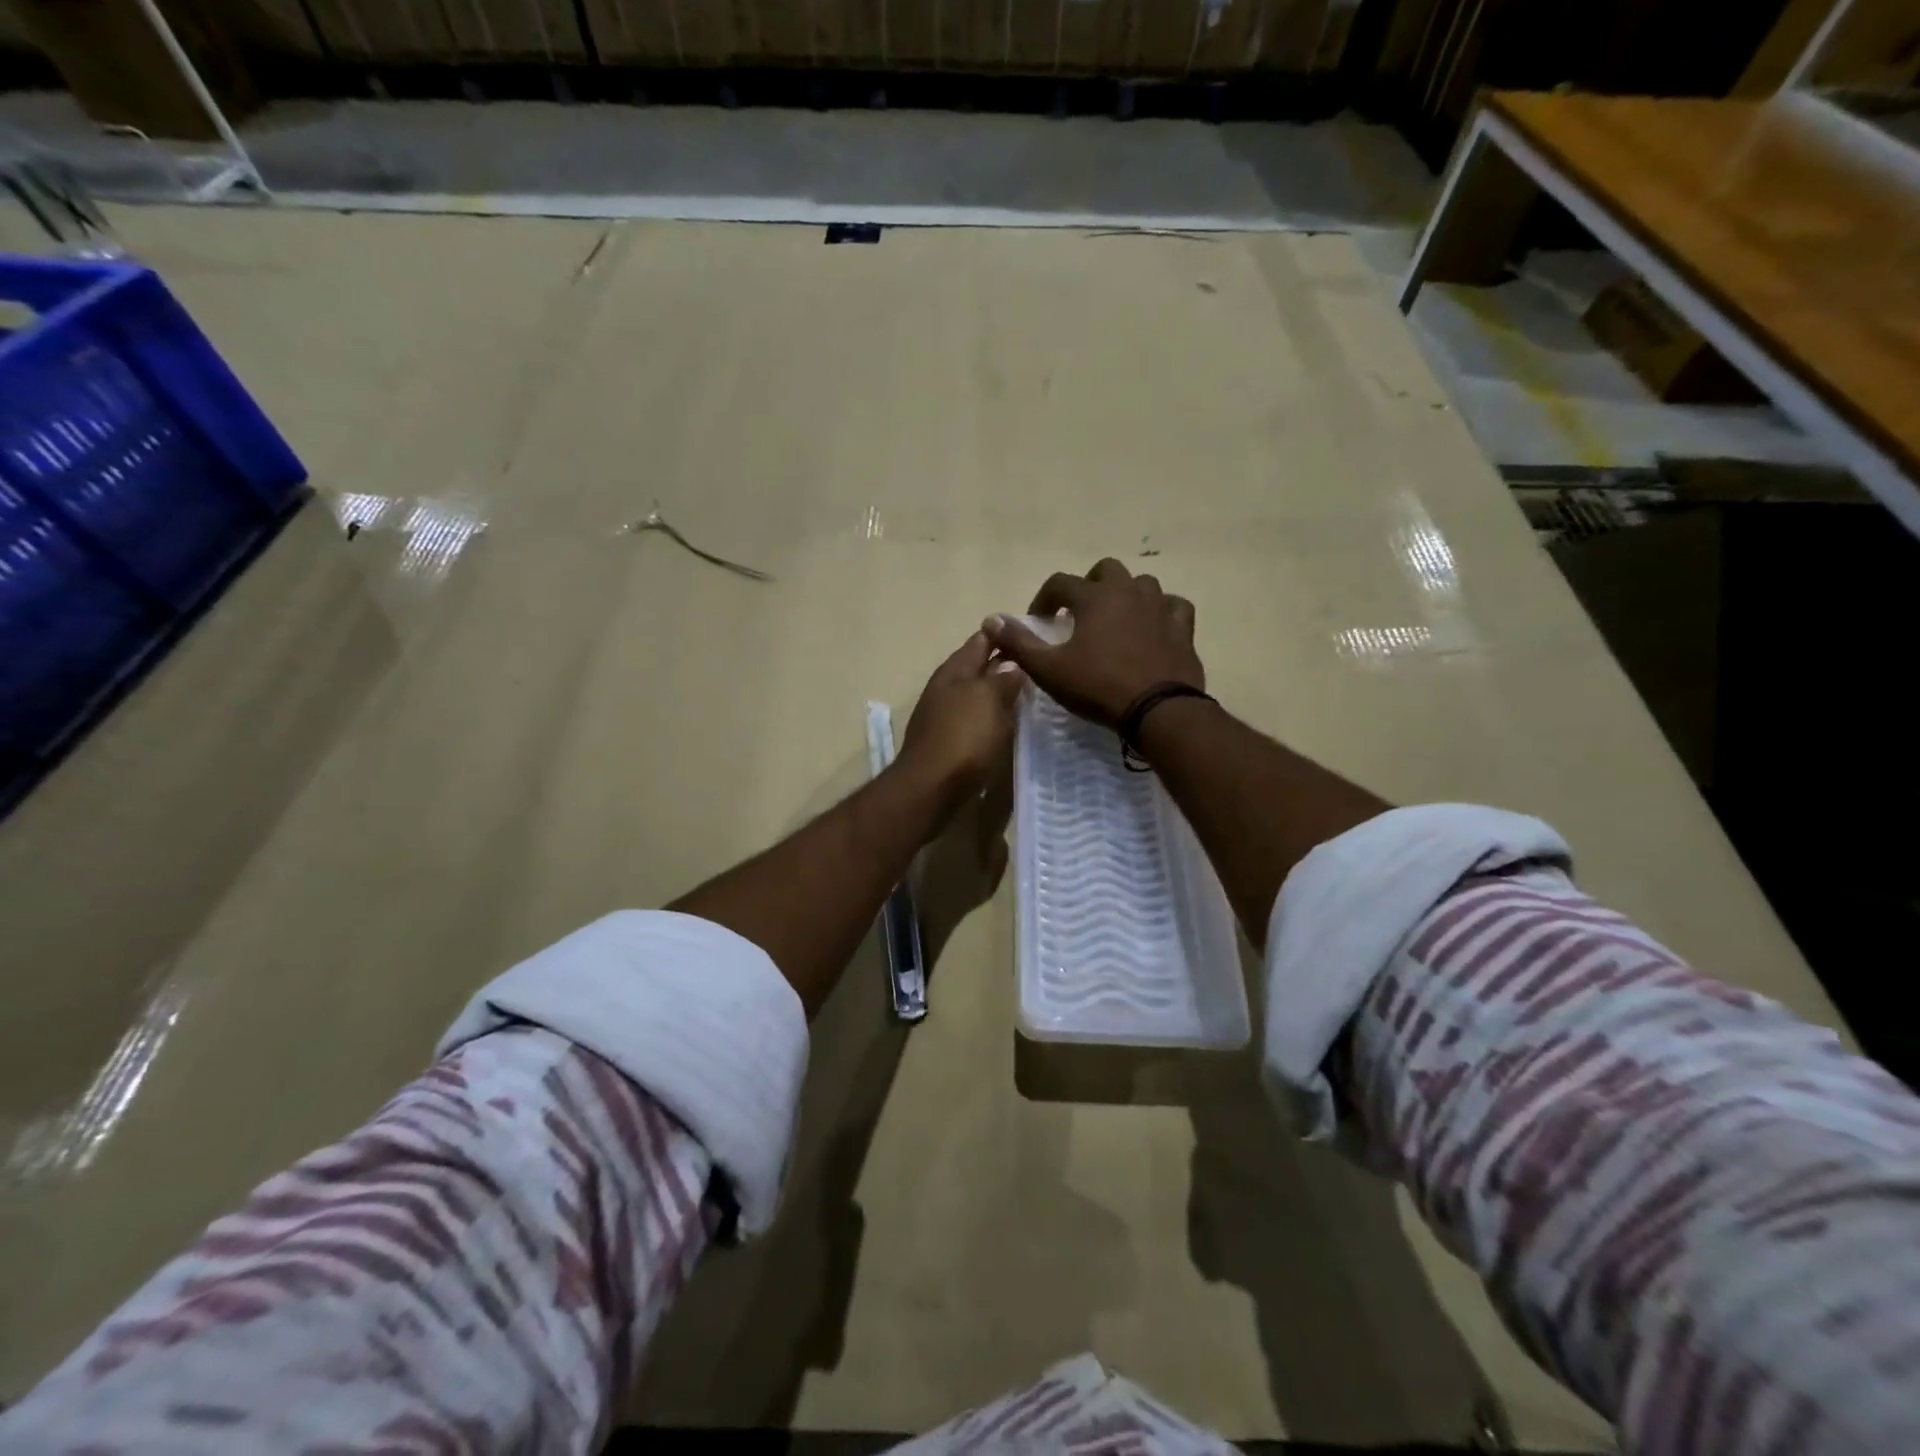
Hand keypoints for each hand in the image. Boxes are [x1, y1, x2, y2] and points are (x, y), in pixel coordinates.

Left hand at [898, 632, 1026, 826]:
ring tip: (1031, 693)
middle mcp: (946, 689)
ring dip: (1000, 693)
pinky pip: (977, 722)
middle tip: (1039, 663)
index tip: (1032, 631)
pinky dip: (994, 718)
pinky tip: (1010, 724)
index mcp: (954, 671)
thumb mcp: (987, 700)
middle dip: (1004, 664)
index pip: (981, 641)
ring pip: (978, 696)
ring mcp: (946, 717)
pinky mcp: (951, 744)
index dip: (1003, 634)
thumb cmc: (962, 738)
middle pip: (979, 668)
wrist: (931, 789)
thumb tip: (1012, 664)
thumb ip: (1002, 679)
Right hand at [982, 559, 1203, 725]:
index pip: (1060, 582)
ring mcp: (1160, 606)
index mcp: (1094, 597)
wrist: (1158, 710)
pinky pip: (1173, 606)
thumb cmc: (1098, 687)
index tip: (1039, 621)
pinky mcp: (1183, 627)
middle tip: (1079, 614)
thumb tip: (991, 620)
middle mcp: (1128, 591)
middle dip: (1088, 586)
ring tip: (1115, 619)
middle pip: (1105, 570)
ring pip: (1142, 583)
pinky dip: (1160, 611)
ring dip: (1125, 594)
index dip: (1044, 599)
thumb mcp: (1049, 669)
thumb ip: (1019, 643)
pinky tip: (1153, 626)